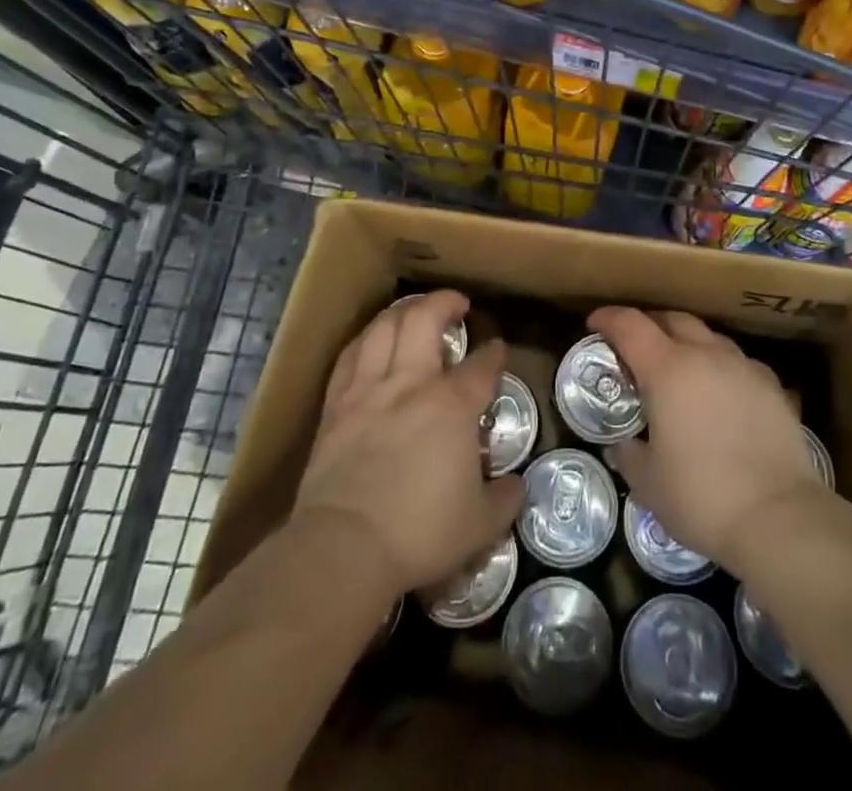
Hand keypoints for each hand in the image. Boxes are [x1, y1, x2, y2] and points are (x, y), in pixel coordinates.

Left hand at [292, 290, 524, 597]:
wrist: (345, 547)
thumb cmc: (420, 533)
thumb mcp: (481, 524)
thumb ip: (504, 499)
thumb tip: (515, 485)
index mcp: (452, 405)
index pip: (482, 365)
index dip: (495, 352)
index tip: (499, 348)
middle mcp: (412, 383)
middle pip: (425, 320)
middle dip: (445, 303)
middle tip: (457, 304)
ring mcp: (369, 390)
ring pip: (383, 328)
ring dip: (402, 311)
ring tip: (414, 309)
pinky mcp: (336, 407)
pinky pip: (349, 357)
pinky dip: (365, 340)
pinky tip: (371, 340)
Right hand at [589, 306, 823, 569]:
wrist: (779, 516)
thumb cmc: (702, 496)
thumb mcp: (648, 482)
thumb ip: (629, 454)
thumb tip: (625, 444)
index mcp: (668, 369)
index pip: (630, 325)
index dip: (608, 318)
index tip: (594, 323)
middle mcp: (706, 355)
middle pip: (672, 319)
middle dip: (649, 324)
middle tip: (634, 345)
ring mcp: (743, 366)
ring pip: (708, 336)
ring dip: (687, 342)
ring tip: (678, 367)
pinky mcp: (772, 385)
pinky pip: (737, 361)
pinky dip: (719, 365)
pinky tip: (719, 391)